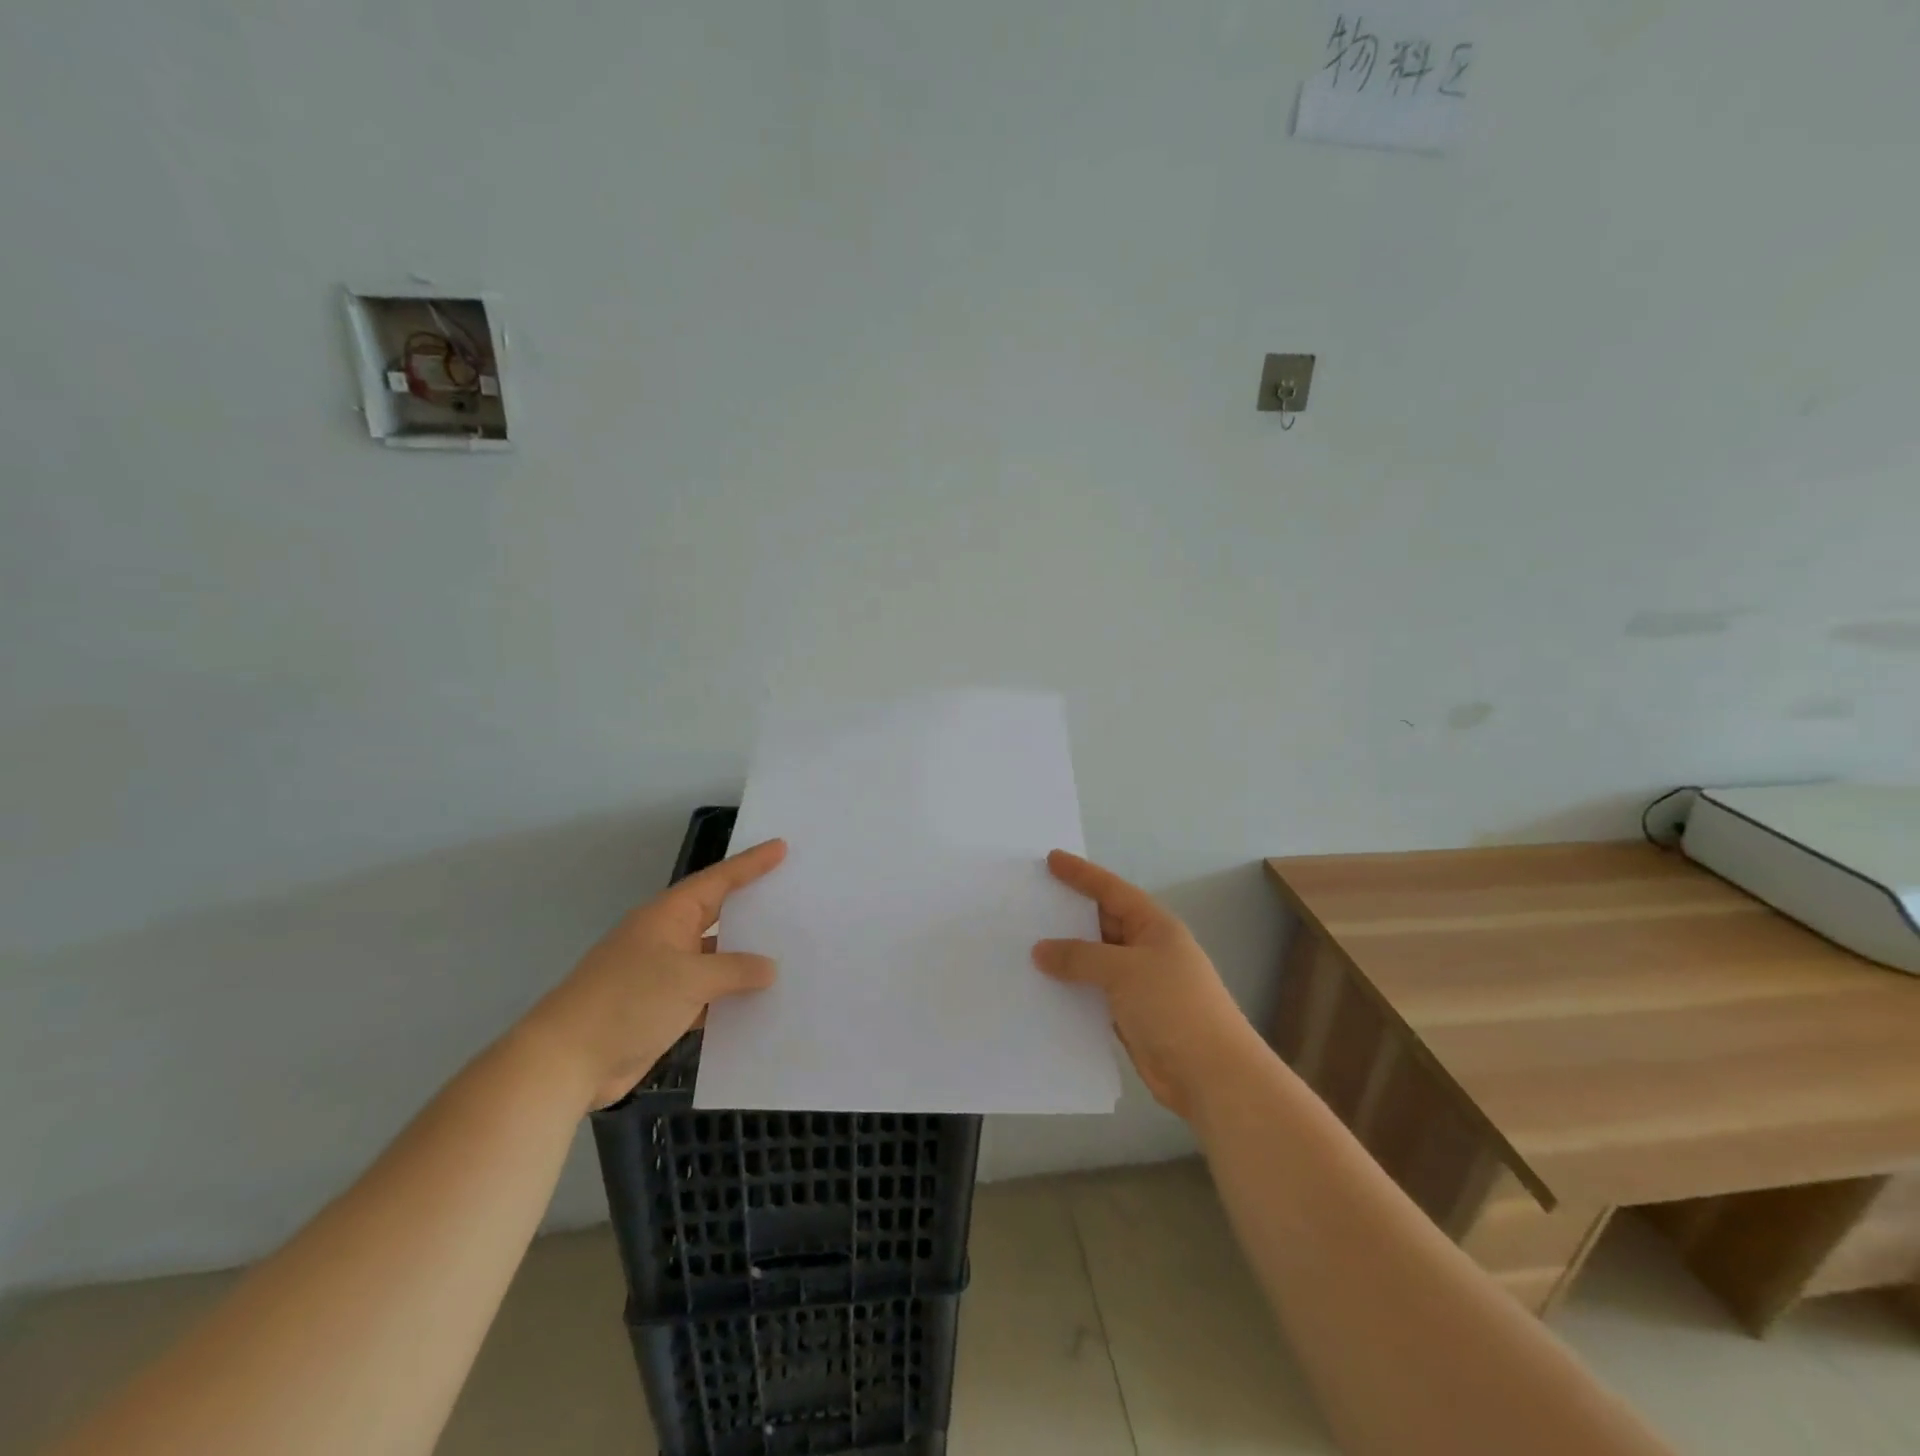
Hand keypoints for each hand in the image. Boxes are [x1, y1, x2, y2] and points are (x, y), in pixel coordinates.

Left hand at [517, 839, 786, 1110]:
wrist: (567, 1062)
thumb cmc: (627, 1001)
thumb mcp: (688, 979)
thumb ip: (734, 970)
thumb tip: (768, 968)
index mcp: (668, 917)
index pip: (718, 881)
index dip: (750, 864)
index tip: (781, 848)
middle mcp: (667, 939)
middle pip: (718, 916)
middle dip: (752, 909)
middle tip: (793, 897)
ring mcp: (664, 976)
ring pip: (715, 959)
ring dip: (745, 960)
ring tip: (789, 953)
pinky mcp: (663, 1010)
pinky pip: (708, 995)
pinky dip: (731, 998)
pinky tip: (760, 1003)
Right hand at [1032, 850, 1259, 1120]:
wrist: (1212, 1076)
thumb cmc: (1174, 1007)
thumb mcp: (1125, 970)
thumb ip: (1080, 957)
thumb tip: (1040, 951)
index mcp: (1155, 926)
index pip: (1112, 890)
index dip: (1081, 874)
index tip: (1050, 859)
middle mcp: (1147, 950)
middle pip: (1101, 924)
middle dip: (1068, 915)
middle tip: (1029, 903)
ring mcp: (1139, 985)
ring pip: (1094, 962)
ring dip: (1065, 957)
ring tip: (1023, 946)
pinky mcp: (1130, 1017)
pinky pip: (1092, 994)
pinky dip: (1071, 990)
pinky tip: (1041, 990)